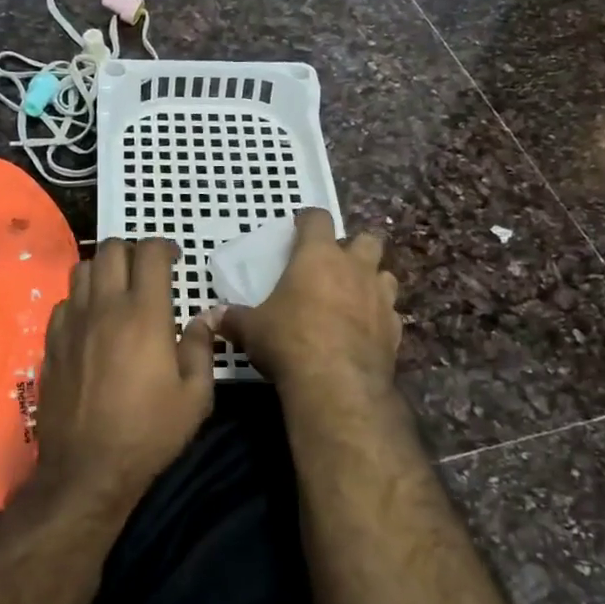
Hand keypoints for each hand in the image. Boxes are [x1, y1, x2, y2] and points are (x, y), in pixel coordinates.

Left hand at [32, 238, 215, 515]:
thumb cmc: (149, 433)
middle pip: (111, 249)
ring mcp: (72, 323)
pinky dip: (81, 298)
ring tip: (118, 289)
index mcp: (144, 314)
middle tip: (147, 270)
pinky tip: (92, 320)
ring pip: (81, 269)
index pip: (149, 254)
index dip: (164, 247)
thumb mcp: (195, 397)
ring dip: (103, 269)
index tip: (174, 258)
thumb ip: (201, 348)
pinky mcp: (51, 342)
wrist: (88, 468)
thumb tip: (205, 318)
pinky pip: (64, 301)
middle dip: (132, 250)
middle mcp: (104, 307)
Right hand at [215, 210, 400, 411]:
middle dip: (353, 247)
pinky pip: (390, 313)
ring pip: (385, 274)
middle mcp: (354, 268)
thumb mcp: (251, 329)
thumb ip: (233, 318)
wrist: (337, 384)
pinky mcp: (395, 329)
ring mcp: (381, 298)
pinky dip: (379, 317)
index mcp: (317, 256)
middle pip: (367, 239)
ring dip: (371, 280)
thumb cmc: (288, 341)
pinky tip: (364, 332)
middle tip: (333, 265)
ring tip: (353, 297)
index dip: (308, 221)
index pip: (318, 219)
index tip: (298, 229)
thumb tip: (209, 317)